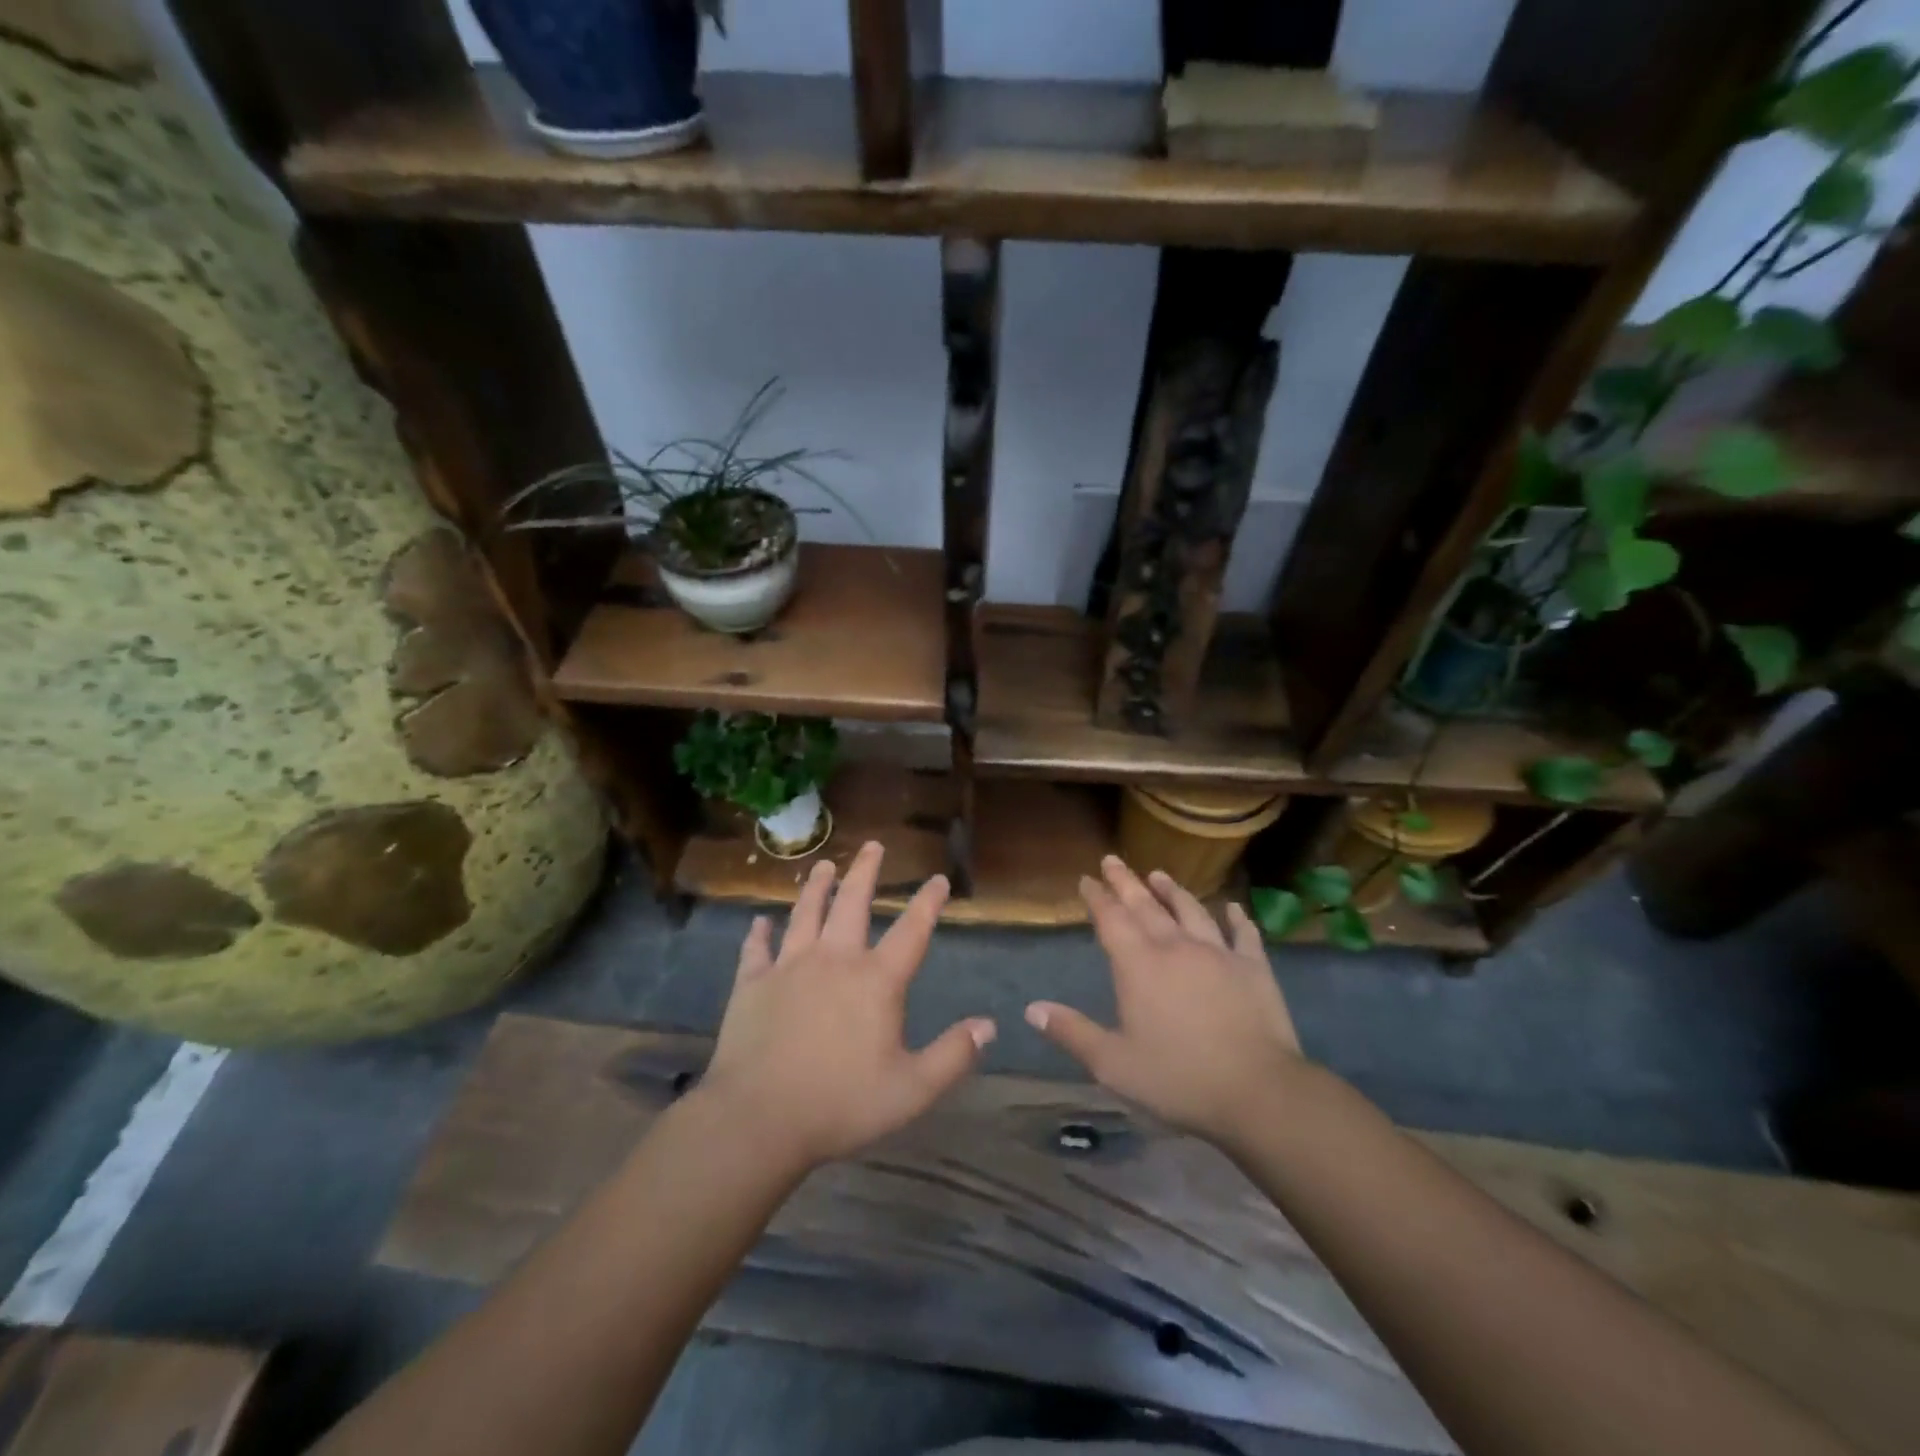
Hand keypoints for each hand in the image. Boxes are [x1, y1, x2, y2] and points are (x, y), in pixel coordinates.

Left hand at [697, 841, 994, 1171]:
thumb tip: (989, 1025)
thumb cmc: (841, 1104)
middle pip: (853, 902)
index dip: (928, 902)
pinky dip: (758, 933)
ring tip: (824, 865)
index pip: (912, 931)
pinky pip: (756, 950)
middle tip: (872, 845)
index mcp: (876, 980)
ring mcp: (789, 967)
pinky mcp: (752, 984)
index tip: (939, 879)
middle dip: (866, 871)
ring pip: (805, 913)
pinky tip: (759, 922)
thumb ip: (953, 1055)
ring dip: (816, 887)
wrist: (759, 1119)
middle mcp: (834, 959)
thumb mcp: (912, 1089)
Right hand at [1026, 856, 1303, 1144]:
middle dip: (1126, 881)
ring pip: (1191, 910)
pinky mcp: (1254, 967)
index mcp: (1138, 965)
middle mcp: (1175, 947)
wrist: (1258, 1091)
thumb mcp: (1113, 1064)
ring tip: (1159, 874)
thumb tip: (1031, 1009)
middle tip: (1112, 860)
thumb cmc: (1178, 1078)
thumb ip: (1072, 1033)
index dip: (1097, 897)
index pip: (1111, 920)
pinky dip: (1236, 918)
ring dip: (1172, 891)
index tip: (1086, 878)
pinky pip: (1244, 934)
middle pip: (1146, 905)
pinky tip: (1233, 908)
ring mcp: (1218, 953)